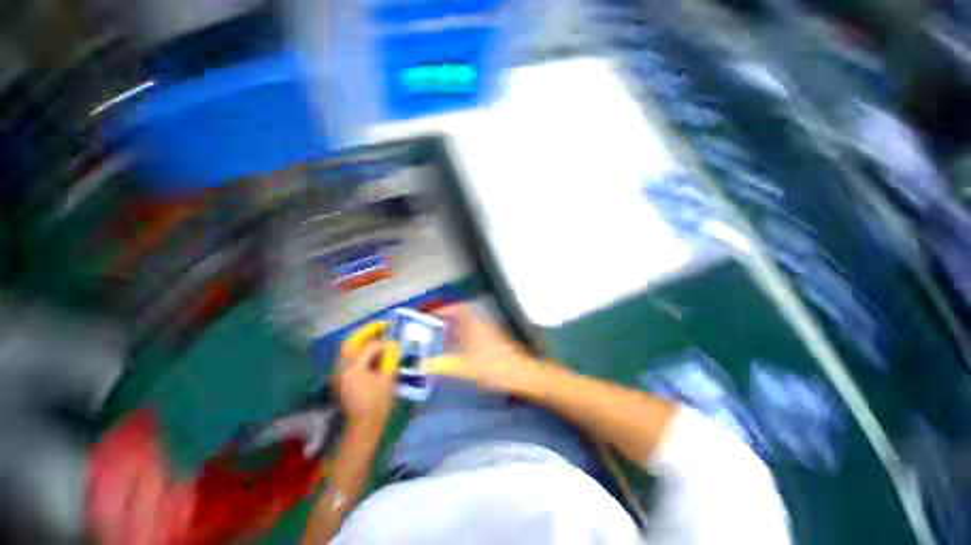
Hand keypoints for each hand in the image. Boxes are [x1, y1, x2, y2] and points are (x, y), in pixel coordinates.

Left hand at [336, 340, 396, 430]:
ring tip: (375, 339)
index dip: (382, 343)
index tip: (392, 343)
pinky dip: (358, 353)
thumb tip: (391, 345)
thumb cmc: (378, 402)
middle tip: (379, 328)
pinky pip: (347, 360)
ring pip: (347, 351)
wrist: (364, 425)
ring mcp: (338, 375)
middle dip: (365, 333)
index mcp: (354, 369)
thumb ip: (389, 359)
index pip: (369, 347)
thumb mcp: (387, 379)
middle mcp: (342, 369)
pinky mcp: (340, 380)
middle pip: (350, 343)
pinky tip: (370, 355)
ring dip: (360, 342)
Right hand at [424, 304, 543, 392]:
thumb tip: (422, 365)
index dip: (441, 310)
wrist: (519, 373)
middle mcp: (480, 321)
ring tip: (438, 340)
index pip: (455, 308)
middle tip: (430, 329)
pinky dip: (461, 337)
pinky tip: (455, 350)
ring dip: (453, 329)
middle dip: (444, 320)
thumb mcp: (464, 366)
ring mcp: (487, 330)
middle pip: (460, 315)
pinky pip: (472, 332)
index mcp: (474, 322)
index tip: (428, 315)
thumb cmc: (492, 366)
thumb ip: (442, 365)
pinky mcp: (491, 339)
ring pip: (466, 324)